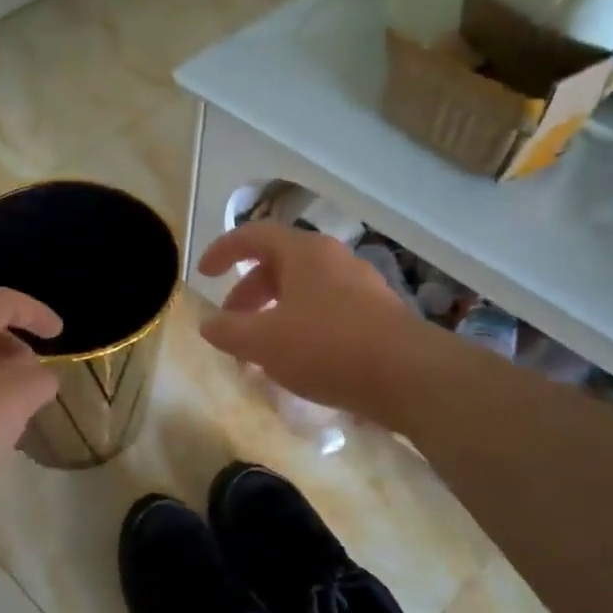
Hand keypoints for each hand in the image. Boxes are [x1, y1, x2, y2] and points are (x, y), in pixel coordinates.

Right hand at [197, 222, 425, 416]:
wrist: (409, 376)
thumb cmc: (327, 347)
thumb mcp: (263, 341)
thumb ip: (228, 331)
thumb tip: (209, 324)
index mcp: (305, 253)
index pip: (254, 235)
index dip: (223, 250)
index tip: (203, 273)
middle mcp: (334, 261)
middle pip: (279, 265)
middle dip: (247, 293)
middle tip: (230, 324)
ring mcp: (360, 287)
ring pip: (303, 291)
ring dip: (273, 314)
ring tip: (259, 350)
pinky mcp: (377, 317)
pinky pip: (326, 312)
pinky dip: (301, 328)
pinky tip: (297, 362)